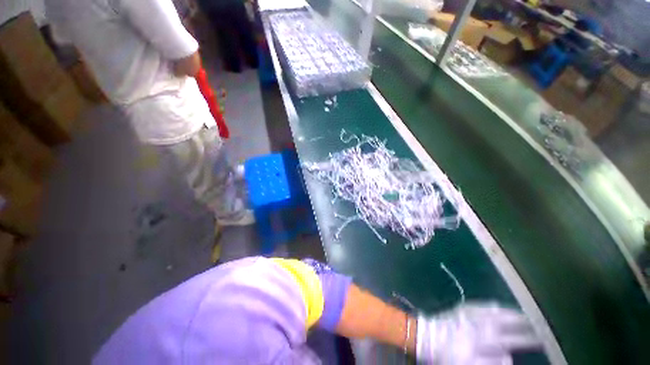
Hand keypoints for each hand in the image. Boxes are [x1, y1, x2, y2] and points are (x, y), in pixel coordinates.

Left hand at [416, 302, 541, 364]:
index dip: (531, 339)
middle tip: (540, 327)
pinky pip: (484, 306)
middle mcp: (482, 322)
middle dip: (527, 325)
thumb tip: (509, 356)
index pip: (515, 338)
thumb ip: (491, 362)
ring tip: (526, 317)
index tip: (544, 340)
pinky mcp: (463, 308)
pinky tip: (501, 308)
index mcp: (486, 338)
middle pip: (510, 323)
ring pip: (499, 311)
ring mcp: (472, 312)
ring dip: (514, 314)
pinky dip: (496, 307)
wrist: (426, 335)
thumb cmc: (447, 354)